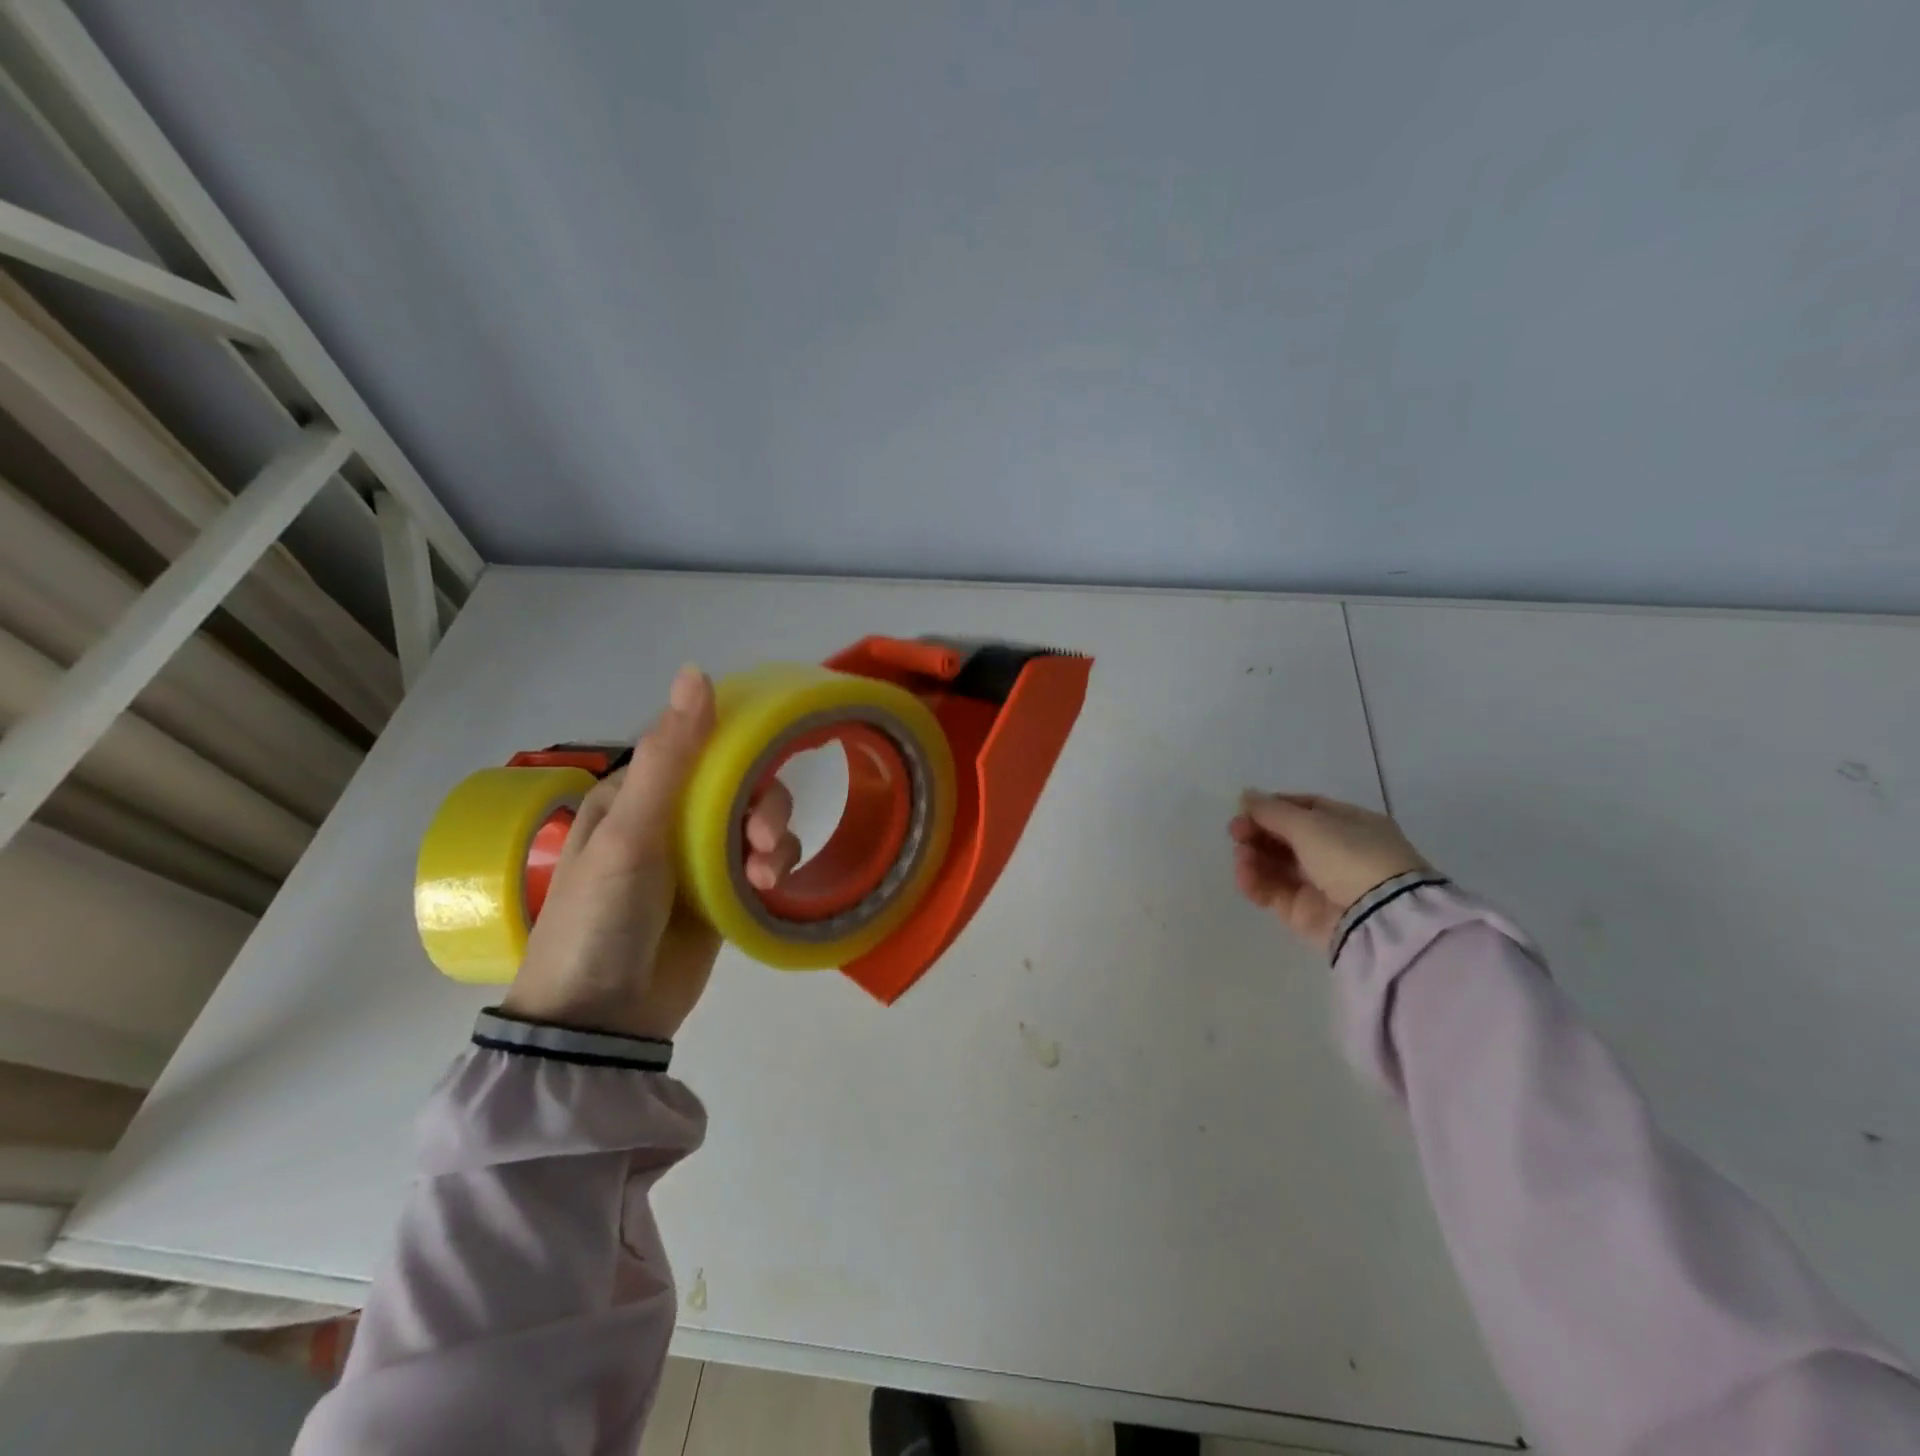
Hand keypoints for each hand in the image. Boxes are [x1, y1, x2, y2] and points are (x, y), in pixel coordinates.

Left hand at [502, 666, 801, 1040]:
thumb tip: (696, 671)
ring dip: (773, 838)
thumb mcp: (631, 833)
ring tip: (764, 875)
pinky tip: (767, 888)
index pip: (701, 745)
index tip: (773, 754)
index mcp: (637, 793)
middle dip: (762, 804)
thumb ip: (670, 758)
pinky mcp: (721, 895)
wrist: (600, 1022)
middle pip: (739, 784)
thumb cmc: (601, 917)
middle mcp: (668, 818)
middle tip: (762, 838)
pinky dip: (774, 867)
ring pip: (757, 822)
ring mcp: (696, 859)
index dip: (740, 745)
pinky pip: (762, 862)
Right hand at [1229, 791, 1430, 952]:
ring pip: (1277, 866)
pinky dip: (1257, 883)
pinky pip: (1274, 893)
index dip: (1273, 807)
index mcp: (1350, 824)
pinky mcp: (1306, 913)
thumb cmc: (1350, 856)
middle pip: (1287, 838)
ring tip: (1241, 857)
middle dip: (1258, 832)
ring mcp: (1322, 884)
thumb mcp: (1310, 824)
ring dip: (1254, 857)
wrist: (1380, 917)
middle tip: (1235, 832)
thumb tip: (1246, 794)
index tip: (1246, 808)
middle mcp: (1337, 853)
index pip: (1306, 809)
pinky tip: (1244, 876)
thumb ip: (1272, 810)